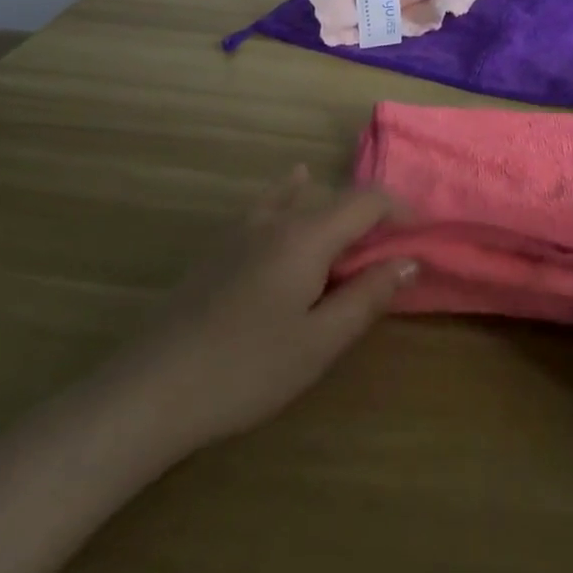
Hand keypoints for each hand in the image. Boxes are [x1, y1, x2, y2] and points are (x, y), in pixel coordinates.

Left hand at [113, 167, 417, 450]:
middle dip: (370, 219)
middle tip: (388, 258)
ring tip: (353, 234)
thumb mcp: (319, 342)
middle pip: (337, 200)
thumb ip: (368, 296)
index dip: (400, 211)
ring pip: (303, 199)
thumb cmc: (247, 369)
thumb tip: (410, 261)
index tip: (421, 235)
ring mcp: (244, 228)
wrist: (152, 389)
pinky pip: (270, 203)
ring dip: (335, 210)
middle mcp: (279, 218)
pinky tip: (294, 183)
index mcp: (308, 235)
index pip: (367, 201)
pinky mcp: (221, 245)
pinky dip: (293, 193)